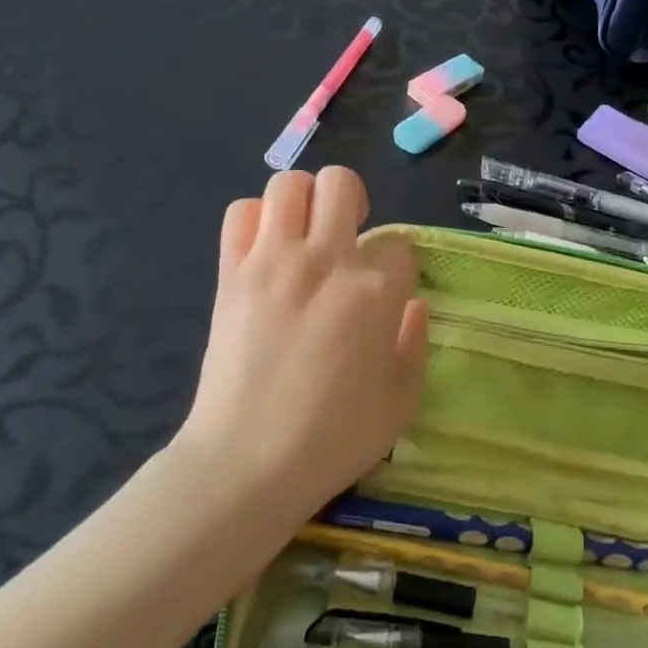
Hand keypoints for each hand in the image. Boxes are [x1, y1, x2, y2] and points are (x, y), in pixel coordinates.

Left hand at [178, 167, 428, 517]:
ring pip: (289, 184)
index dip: (398, 266)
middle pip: (342, 184)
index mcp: (375, 291)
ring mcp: (272, 261)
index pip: (399, 244)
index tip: (388, 292)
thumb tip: (413, 304)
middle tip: (348, 237)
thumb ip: (415, 342)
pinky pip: (240, 214)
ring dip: (304, 202)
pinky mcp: (231, 272)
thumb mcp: (402, 401)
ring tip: (305, 235)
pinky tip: (266, 249)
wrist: (247, 463)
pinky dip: (256, 220)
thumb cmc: (334, 438)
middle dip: (353, 203)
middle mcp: (325, 261)